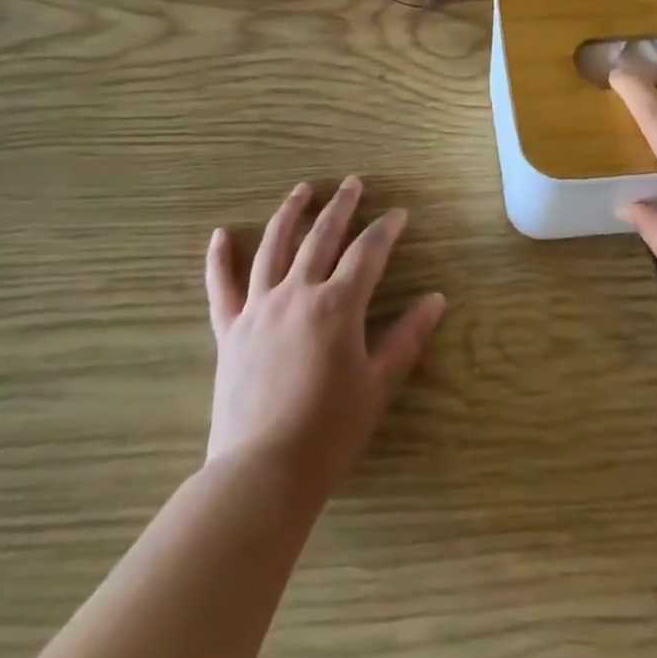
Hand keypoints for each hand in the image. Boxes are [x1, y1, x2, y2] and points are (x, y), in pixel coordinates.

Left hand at [205, 177, 446, 500]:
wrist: (262, 474)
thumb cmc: (329, 432)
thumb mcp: (377, 385)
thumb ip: (407, 338)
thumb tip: (437, 299)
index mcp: (337, 305)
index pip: (368, 252)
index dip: (386, 229)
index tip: (399, 213)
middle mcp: (297, 292)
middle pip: (322, 236)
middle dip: (341, 206)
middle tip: (353, 183)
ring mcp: (258, 308)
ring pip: (273, 246)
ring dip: (290, 213)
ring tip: (302, 190)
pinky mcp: (229, 330)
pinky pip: (222, 287)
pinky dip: (219, 259)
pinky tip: (220, 234)